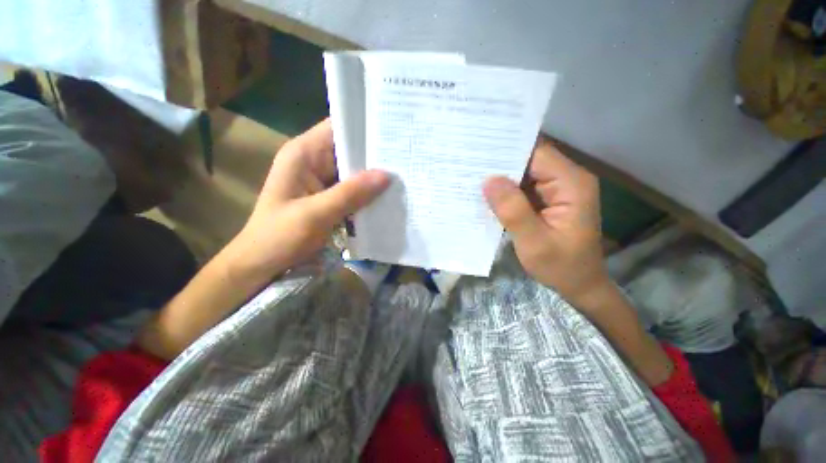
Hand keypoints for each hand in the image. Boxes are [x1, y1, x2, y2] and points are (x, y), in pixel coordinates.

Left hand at [224, 119, 388, 286]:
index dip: (364, 127)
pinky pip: (354, 189)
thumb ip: (350, 193)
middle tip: (405, 157)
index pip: (337, 128)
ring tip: (403, 174)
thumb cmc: (280, 236)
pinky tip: (388, 194)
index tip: (393, 132)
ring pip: (354, 170)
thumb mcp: (315, 214)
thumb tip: (386, 175)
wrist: (264, 263)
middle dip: (375, 154)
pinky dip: (368, 192)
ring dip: (374, 175)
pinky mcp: (330, 196)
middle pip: (350, 149)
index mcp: (303, 154)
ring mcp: (323, 180)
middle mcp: (314, 161)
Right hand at [483, 136, 608, 307]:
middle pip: (530, 160)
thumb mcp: (534, 242)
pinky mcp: (547, 199)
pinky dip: (505, 190)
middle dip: (500, 162)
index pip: (536, 154)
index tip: (478, 151)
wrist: (579, 285)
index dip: (507, 149)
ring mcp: (557, 189)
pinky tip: (485, 193)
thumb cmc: (561, 267)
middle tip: (468, 164)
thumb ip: (513, 210)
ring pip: (524, 173)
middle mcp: (567, 180)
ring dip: (500, 176)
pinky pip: (523, 187)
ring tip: (471, 176)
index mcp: (571, 184)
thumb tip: (488, 180)